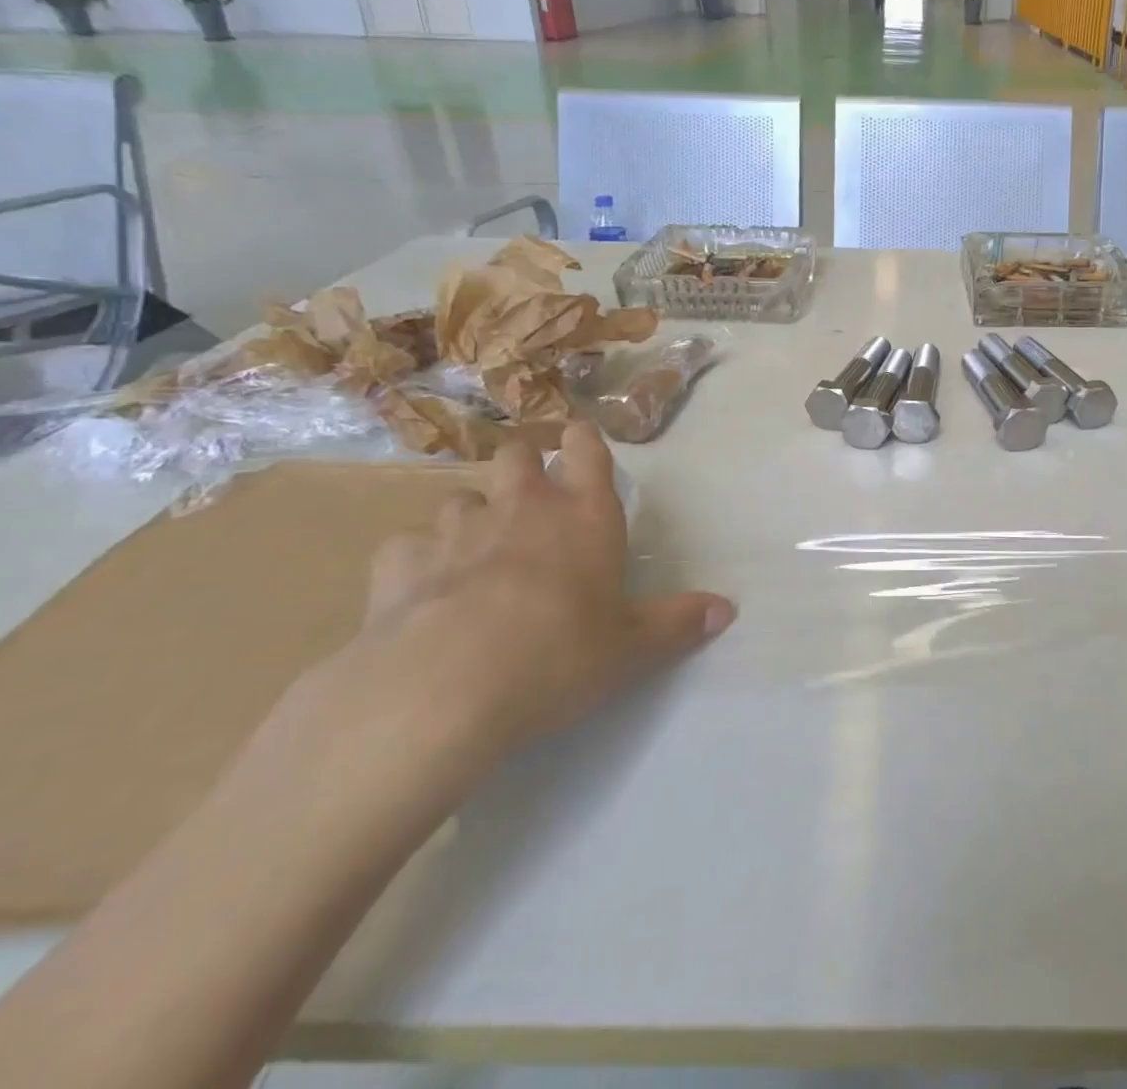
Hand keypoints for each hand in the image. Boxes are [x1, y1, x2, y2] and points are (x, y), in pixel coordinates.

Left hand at [363, 421, 733, 758]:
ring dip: (471, 516)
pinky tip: (421, 588)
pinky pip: (407, 546)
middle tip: (528, 493)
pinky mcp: (399, 565)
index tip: (580, 437)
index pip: (587, 452)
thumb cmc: (558, 655)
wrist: (444, 688)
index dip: (584, 439)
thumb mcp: (631, 648)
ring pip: (460, 498)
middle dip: (522, 463)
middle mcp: (522, 509)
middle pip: (516, 455)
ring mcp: (456, 531)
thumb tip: (727, 610)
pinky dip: (417, 560)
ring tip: (476, 549)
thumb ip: (679, 623)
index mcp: (584, 517)